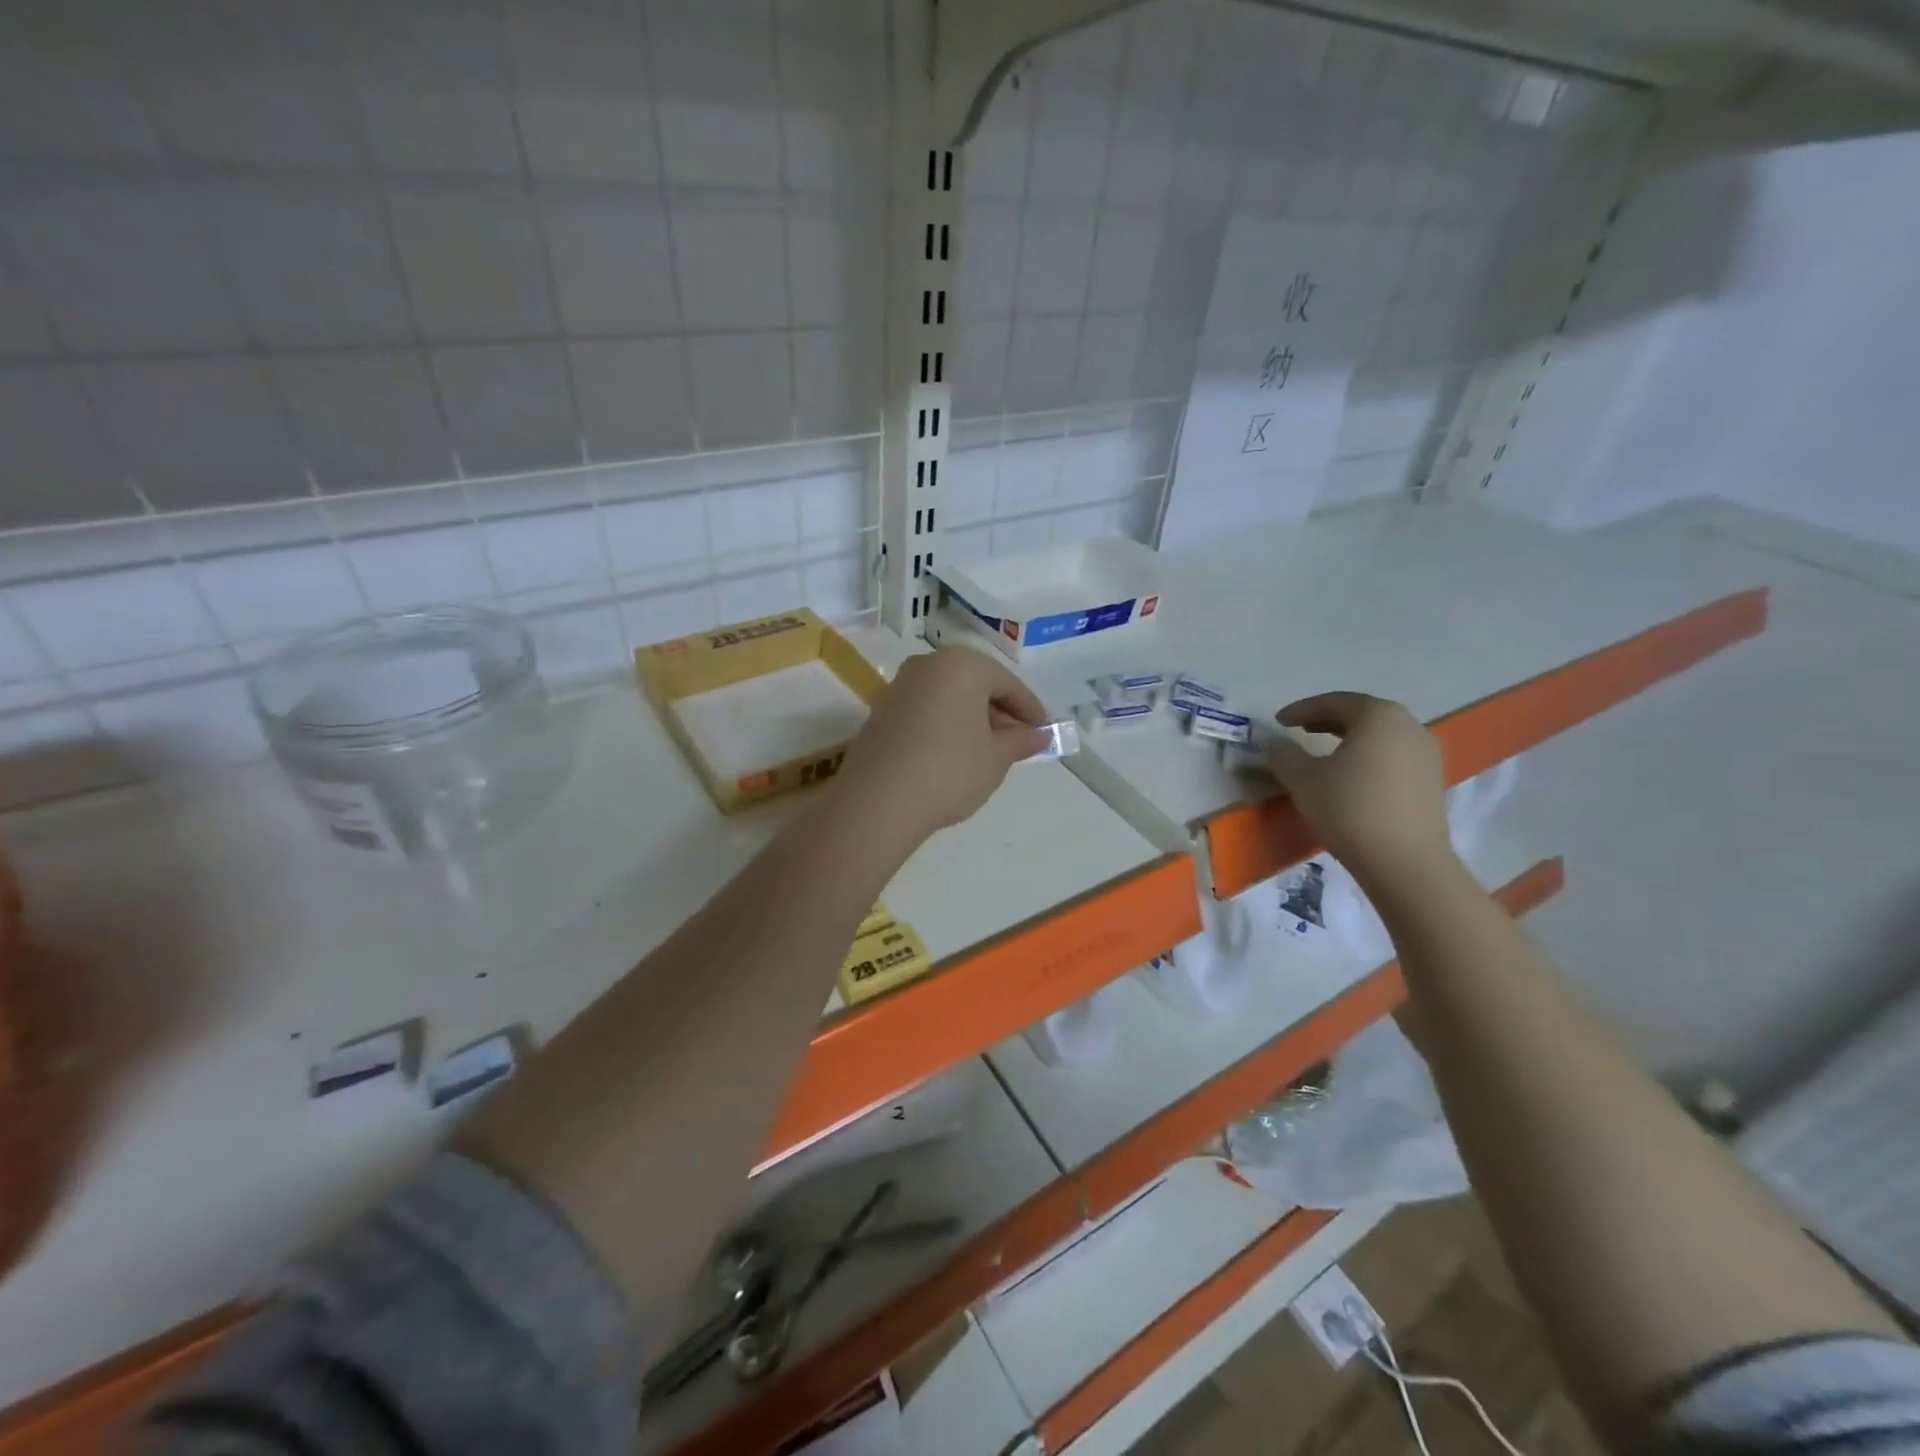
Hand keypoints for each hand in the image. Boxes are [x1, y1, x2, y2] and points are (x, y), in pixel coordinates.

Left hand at [840, 648, 1049, 843]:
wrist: (879, 800)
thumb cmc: (950, 770)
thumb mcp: (996, 758)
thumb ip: (1020, 741)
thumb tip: (1039, 736)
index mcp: (962, 665)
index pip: (1008, 684)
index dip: (1030, 710)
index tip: (1044, 734)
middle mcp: (928, 665)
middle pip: (976, 686)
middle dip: (1000, 714)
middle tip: (1018, 744)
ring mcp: (900, 686)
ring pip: (950, 698)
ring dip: (973, 720)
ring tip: (989, 753)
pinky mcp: (882, 711)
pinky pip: (927, 711)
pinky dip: (947, 726)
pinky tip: (956, 756)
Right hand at [1267, 692, 1454, 888]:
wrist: (1405, 862)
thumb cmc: (1349, 809)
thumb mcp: (1302, 780)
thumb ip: (1284, 755)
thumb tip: (1275, 745)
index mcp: (1378, 716)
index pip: (1334, 702)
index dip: (1302, 710)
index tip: (1278, 721)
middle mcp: (1409, 726)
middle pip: (1362, 715)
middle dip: (1328, 720)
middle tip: (1300, 730)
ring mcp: (1427, 754)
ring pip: (1381, 736)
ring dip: (1350, 739)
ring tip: (1325, 753)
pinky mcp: (1433, 781)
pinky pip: (1394, 757)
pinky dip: (1369, 758)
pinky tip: (1352, 777)